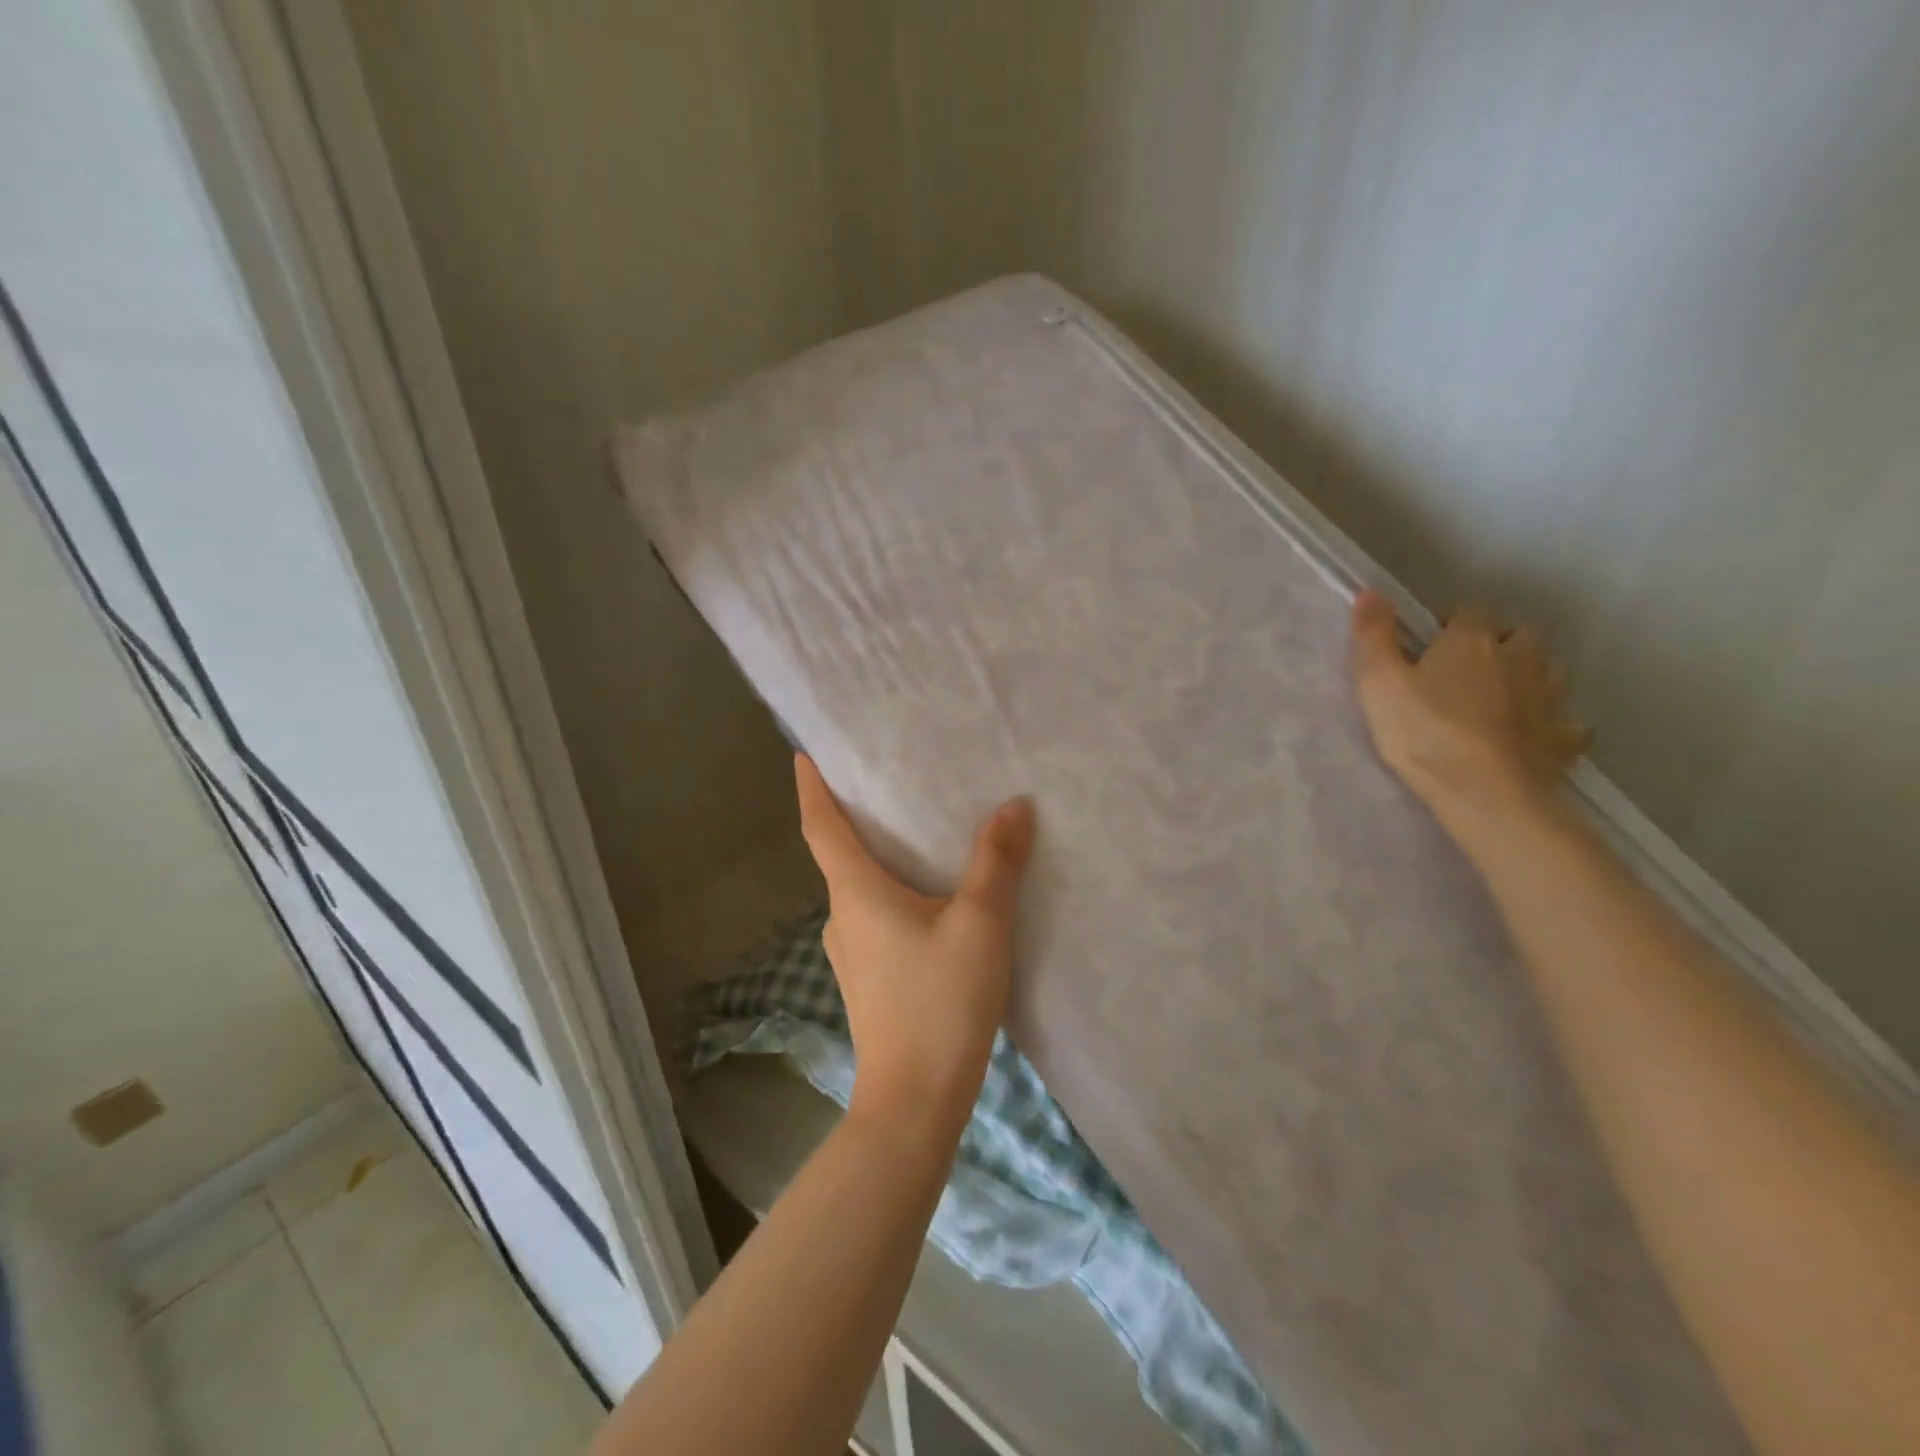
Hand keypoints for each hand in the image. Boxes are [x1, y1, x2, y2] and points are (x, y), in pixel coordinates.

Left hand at [795, 755, 1036, 1138]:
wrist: (915, 1101)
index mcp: (856, 893)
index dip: (810, 788)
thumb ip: (997, 861)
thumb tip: (1014, 805)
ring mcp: (851, 955)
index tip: (802, 755)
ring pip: (861, 891)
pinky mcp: (870, 981)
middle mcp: (842, 918)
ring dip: (879, 860)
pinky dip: (893, 895)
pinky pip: (876, 920)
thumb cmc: (940, 1001)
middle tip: (887, 783)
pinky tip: (931, 901)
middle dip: (856, 819)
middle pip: (840, 856)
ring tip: (918, 836)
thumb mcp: (980, 923)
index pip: (820, 827)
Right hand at [1351, 591, 1587, 847]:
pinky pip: (1565, 723)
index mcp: (1472, 640)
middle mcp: (1520, 656)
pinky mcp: (1563, 737)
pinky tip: (1534, 735)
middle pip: (1517, 636)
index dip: (1445, 628)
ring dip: (1527, 676)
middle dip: (1497, 645)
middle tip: (1465, 671)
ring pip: (1545, 671)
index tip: (1425, 650)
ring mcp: (1548, 697)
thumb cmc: (1423, 731)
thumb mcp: (1379, 682)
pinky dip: (1552, 724)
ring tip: (1499, 699)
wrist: (1484, 791)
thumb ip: (1373, 635)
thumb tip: (1371, 591)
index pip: (1465, 614)